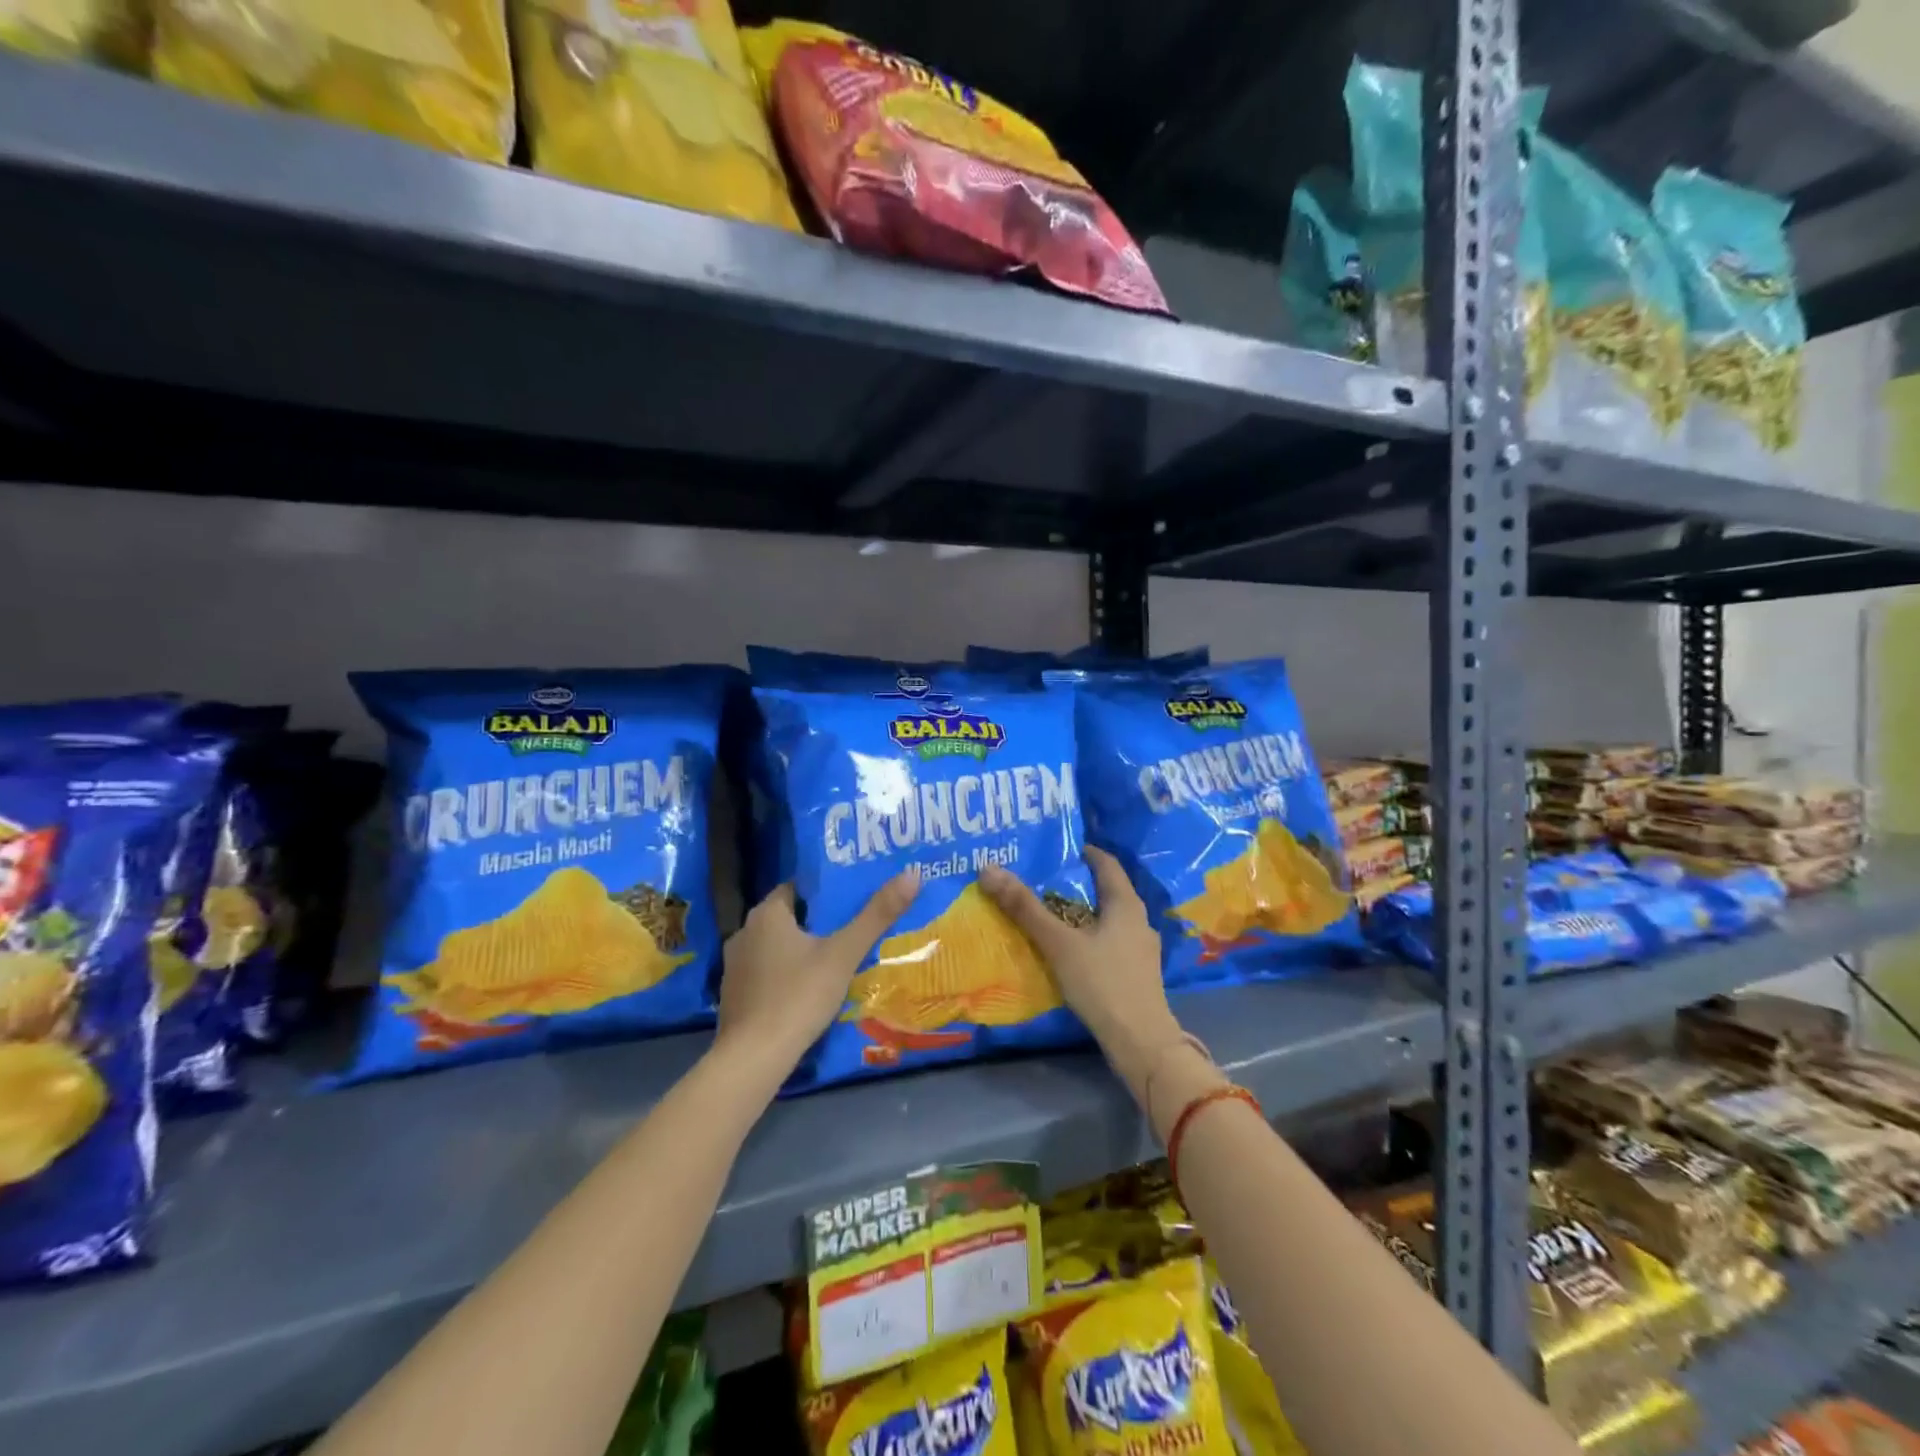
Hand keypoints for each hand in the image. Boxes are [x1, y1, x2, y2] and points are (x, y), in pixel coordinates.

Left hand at [714, 872, 920, 1075]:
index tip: (852, 895)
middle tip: (853, 926)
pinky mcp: (734, 997)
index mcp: (766, 914)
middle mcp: (745, 933)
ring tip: (836, 957)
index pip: (797, 888)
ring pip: (776, 947)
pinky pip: (766, 974)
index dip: (825, 890)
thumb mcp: (844, 954)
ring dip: (801, 950)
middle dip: (818, 922)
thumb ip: (876, 915)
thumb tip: (912, 875)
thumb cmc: (798, 996)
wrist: (753, 1059)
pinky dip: (786, 976)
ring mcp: (735, 967)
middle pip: (788, 917)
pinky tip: (808, 989)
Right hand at [978, 848, 1184, 1100]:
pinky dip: (1088, 936)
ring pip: (1107, 918)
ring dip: (1081, 912)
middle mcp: (1138, 920)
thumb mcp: (1059, 943)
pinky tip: (1069, 950)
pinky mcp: (1136, 973)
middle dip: (1075, 883)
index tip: (1055, 848)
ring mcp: (1140, 949)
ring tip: (1050, 913)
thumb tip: (988, 869)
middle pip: (1106, 890)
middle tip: (1042, 879)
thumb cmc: (1102, 983)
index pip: (1106, 863)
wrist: (1141, 1043)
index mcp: (1126, 904)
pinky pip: (1109, 942)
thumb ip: (1024, 908)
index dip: (1082, 851)